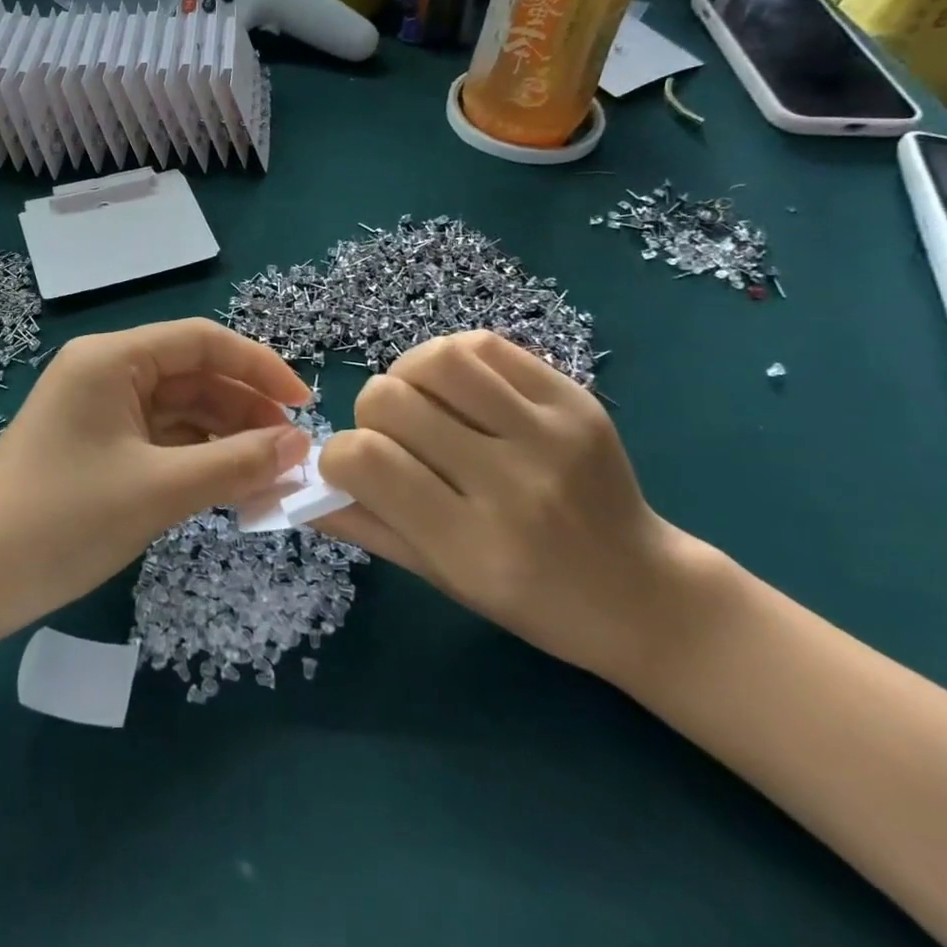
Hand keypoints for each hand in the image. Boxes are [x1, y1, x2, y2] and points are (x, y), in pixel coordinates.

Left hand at [0, 319, 310, 638]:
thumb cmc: (63, 521)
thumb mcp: (158, 490)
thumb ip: (235, 462)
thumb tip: (299, 445)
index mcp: (111, 359)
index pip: (201, 341)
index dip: (259, 367)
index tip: (303, 405)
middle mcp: (104, 373)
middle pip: (193, 375)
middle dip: (245, 409)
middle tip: (291, 453)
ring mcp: (98, 411)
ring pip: (179, 411)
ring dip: (225, 438)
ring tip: (270, 475)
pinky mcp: (96, 447)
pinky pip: (160, 440)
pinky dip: (196, 459)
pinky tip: (229, 486)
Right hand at [316, 330, 698, 682]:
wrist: (644, 596)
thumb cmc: (532, 601)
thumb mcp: (441, 578)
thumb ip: (367, 525)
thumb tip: (302, 483)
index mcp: (471, 544)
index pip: (365, 461)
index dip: (336, 456)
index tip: (350, 469)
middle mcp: (511, 484)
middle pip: (391, 399)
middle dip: (369, 412)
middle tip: (391, 436)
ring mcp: (550, 434)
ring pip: (437, 358)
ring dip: (407, 374)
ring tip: (422, 402)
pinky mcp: (576, 399)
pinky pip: (487, 345)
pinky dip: (453, 359)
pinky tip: (460, 389)